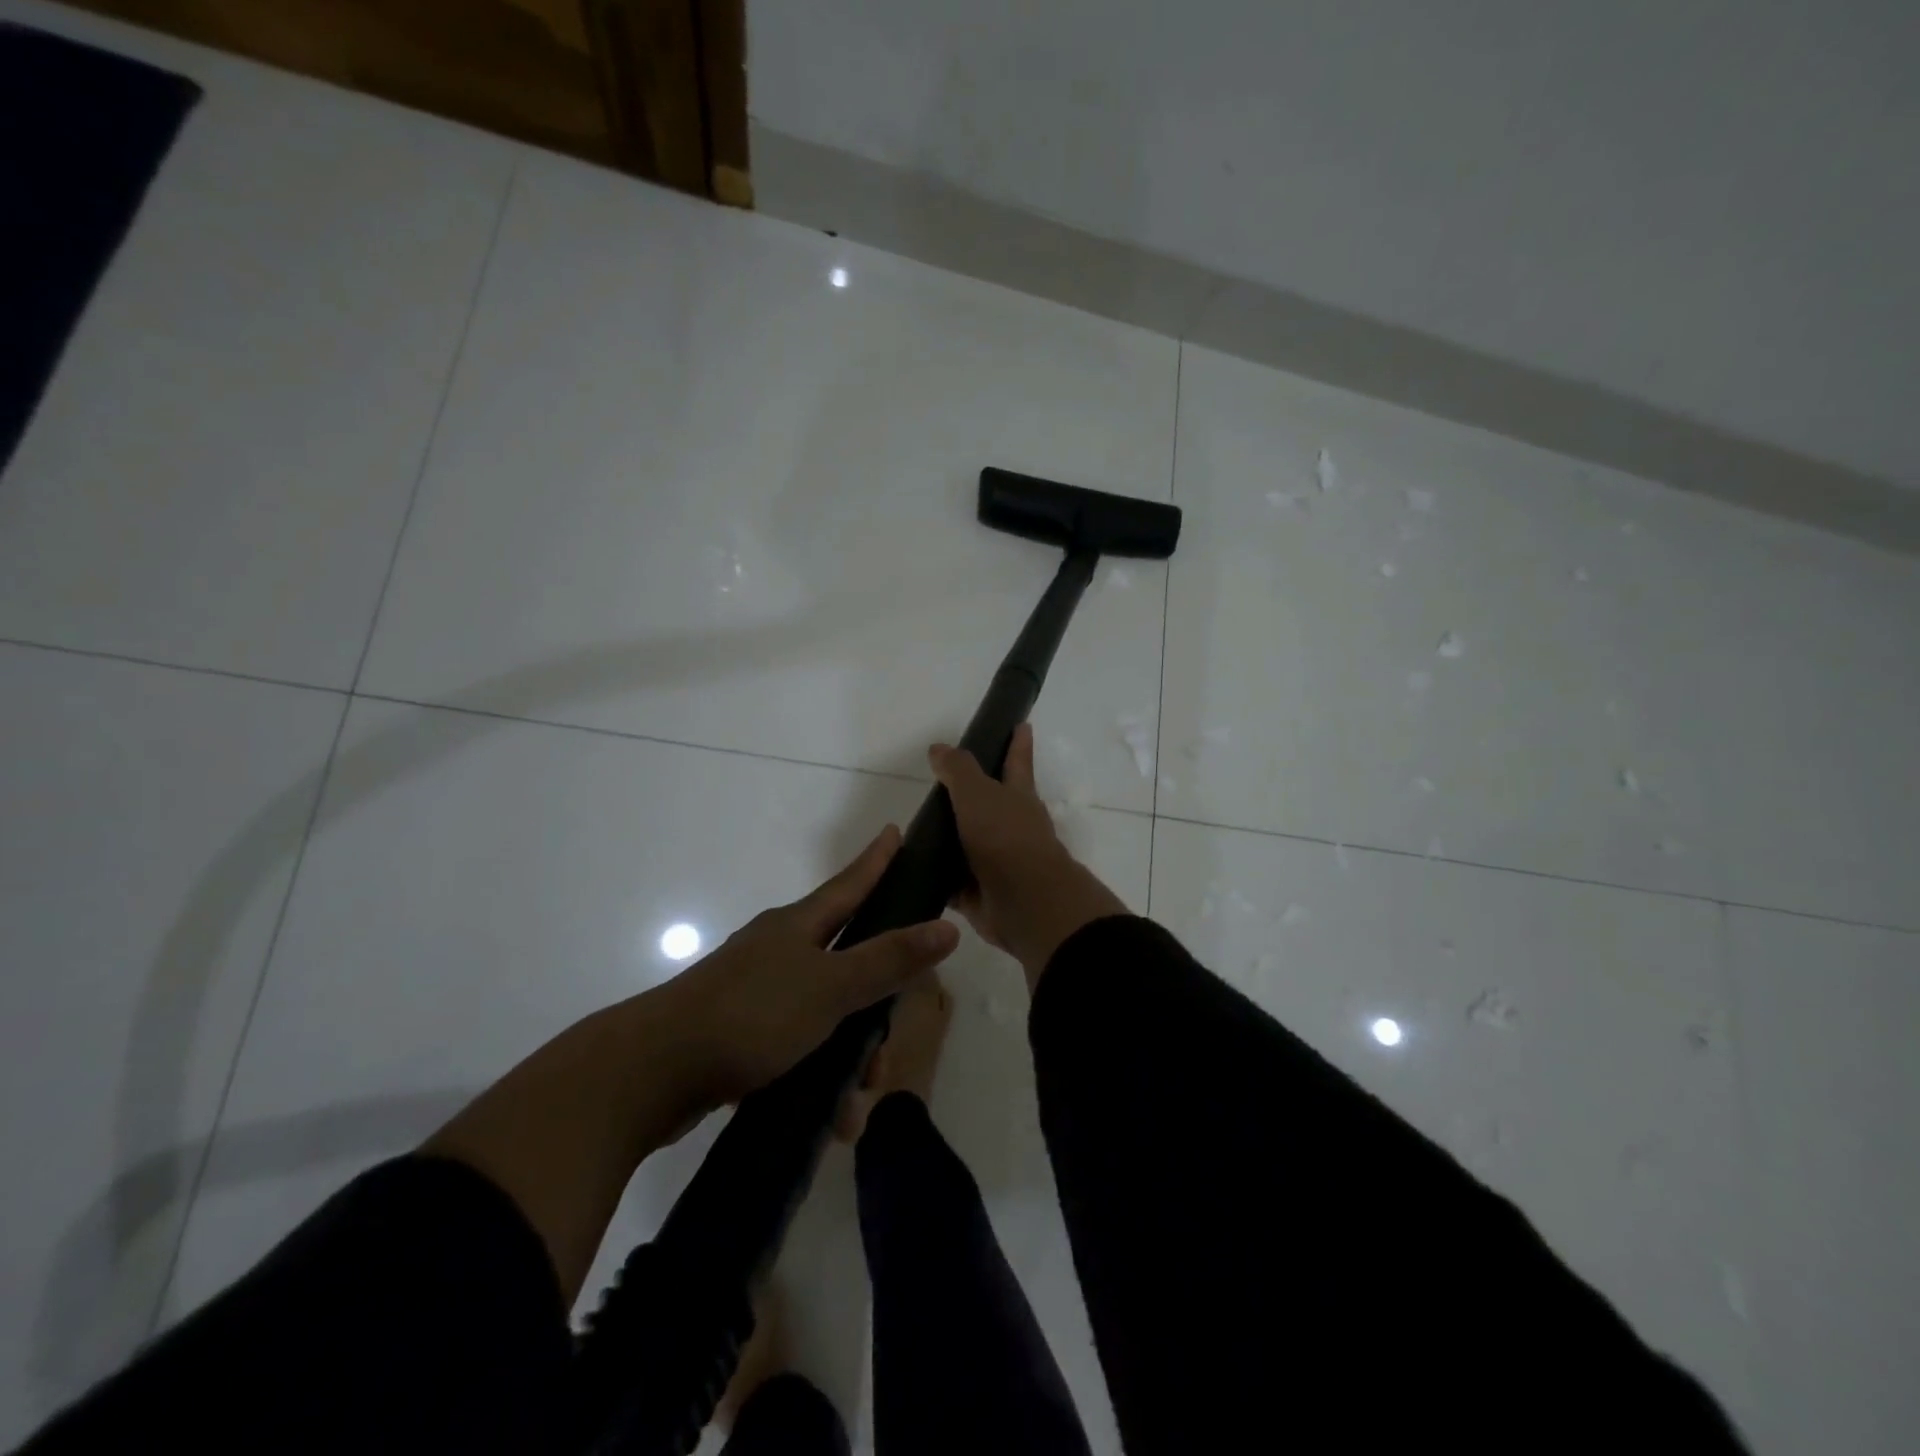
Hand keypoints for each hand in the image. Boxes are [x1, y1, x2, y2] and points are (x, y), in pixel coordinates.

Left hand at [658, 825, 959, 1104]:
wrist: (650, 1072)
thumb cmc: (750, 1015)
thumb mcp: (829, 988)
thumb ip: (889, 960)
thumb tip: (947, 927)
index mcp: (797, 927)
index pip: (850, 884)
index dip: (876, 860)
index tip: (896, 832)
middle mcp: (777, 951)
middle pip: (846, 963)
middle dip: (875, 1008)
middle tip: (885, 1053)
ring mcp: (755, 992)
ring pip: (824, 1015)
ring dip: (847, 1057)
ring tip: (854, 1104)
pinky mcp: (738, 1035)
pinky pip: (796, 1048)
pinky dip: (816, 1077)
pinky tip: (827, 1117)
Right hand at [930, 723, 1128, 986]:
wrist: (1024, 902)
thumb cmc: (1005, 837)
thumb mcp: (978, 793)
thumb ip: (958, 770)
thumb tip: (939, 748)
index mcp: (1017, 797)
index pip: (1017, 761)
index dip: (1018, 743)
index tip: (1022, 724)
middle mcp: (1010, 827)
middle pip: (989, 804)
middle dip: (972, 795)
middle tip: (941, 784)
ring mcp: (996, 862)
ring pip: (968, 843)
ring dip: (948, 838)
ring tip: (915, 828)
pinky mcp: (979, 893)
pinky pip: (950, 881)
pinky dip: (935, 876)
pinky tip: (911, 871)